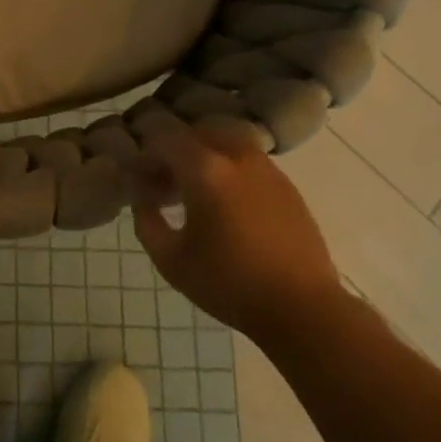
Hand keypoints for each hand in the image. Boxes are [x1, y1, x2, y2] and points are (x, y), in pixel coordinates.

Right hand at [130, 117, 345, 349]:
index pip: (164, 138)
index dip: (145, 154)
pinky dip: (229, 170)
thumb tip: (142, 198)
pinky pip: (248, 161)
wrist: (303, 308)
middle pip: (196, 132)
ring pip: (225, 142)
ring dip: (204, 157)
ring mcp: (266, 168)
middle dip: (175, 151)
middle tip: (164, 183)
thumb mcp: (170, 260)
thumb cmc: (229, 284)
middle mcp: (236, 156)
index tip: (137, 179)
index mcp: (204, 169)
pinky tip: (226, 206)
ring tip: (195, 193)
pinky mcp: (287, 186)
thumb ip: (147, 221)